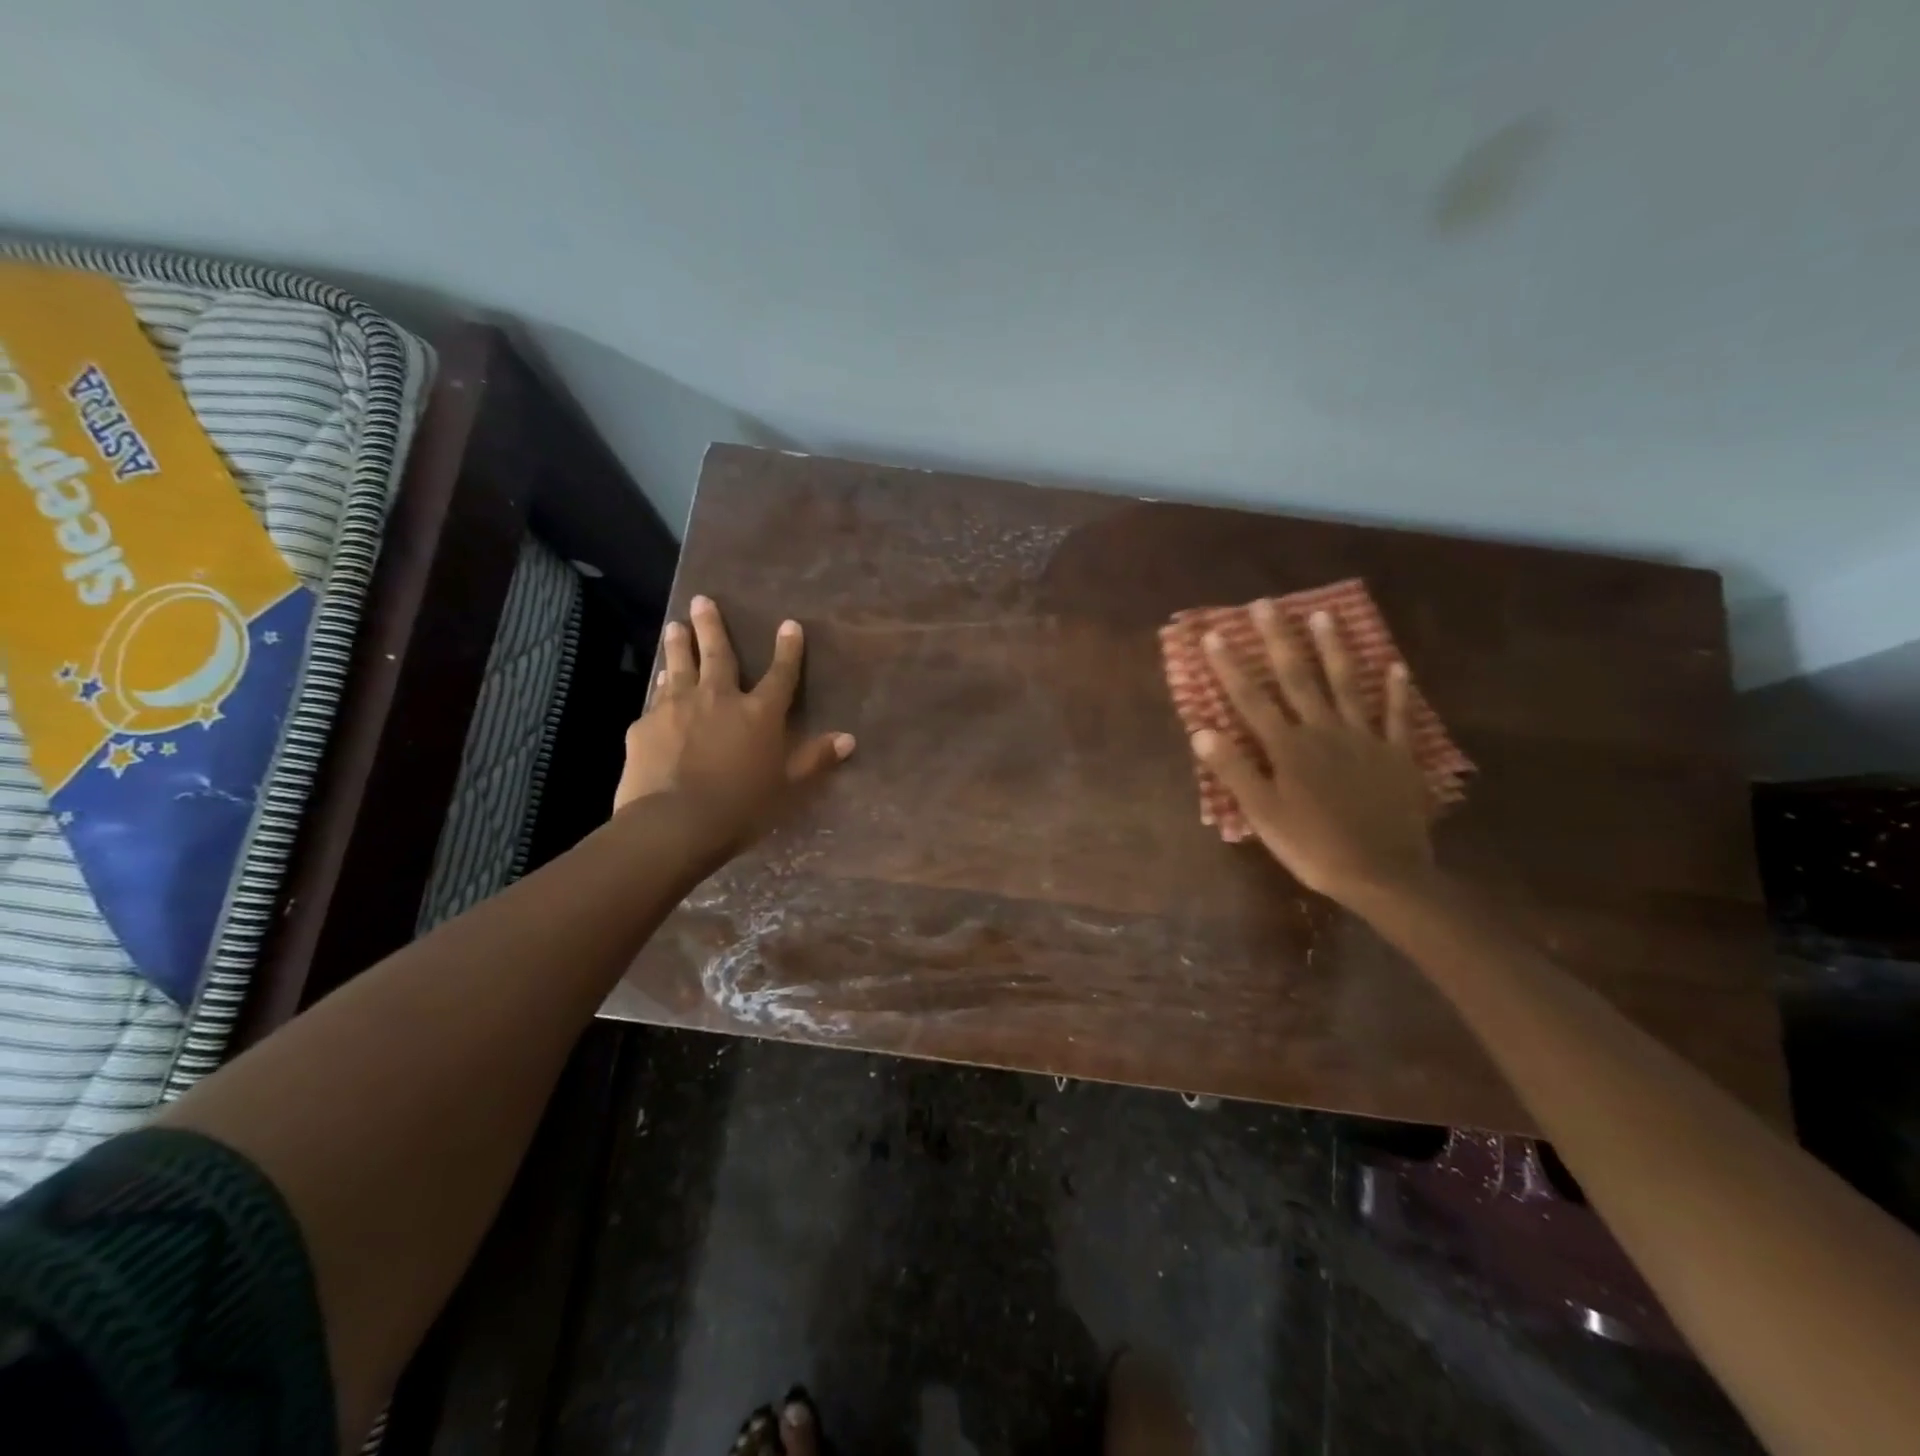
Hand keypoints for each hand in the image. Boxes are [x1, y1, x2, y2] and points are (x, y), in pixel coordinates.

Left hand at [615, 595, 854, 847]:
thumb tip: (848, 739)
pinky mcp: (645, 725)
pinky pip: (656, 697)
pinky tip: (658, 680)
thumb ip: (814, 760)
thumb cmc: (740, 807)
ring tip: (675, 625)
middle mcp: (719, 699)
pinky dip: (660, 685)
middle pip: (718, 655)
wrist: (674, 823)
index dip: (787, 650)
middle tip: (702, 600)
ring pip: (679, 666)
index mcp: (759, 714)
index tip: (789, 624)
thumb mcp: (786, 788)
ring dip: (679, 644)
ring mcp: (677, 708)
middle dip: (712, 626)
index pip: (780, 675)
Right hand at [1191, 603, 1434, 906]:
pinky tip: (1396, 667)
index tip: (1214, 635)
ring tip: (1325, 615)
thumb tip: (1202, 731)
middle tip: (1267, 604)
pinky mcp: (1396, 755)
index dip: (1231, 667)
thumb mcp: (1263, 815)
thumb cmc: (1313, 847)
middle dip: (1279, 640)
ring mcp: (1365, 739)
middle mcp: (1324, 731)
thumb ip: (1235, 771)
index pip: (1252, 700)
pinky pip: (1397, 716)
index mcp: (1288, 748)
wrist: (1384, 874)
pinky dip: (1397, 691)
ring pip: (1347, 685)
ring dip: (1334, 649)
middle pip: (1298, 678)